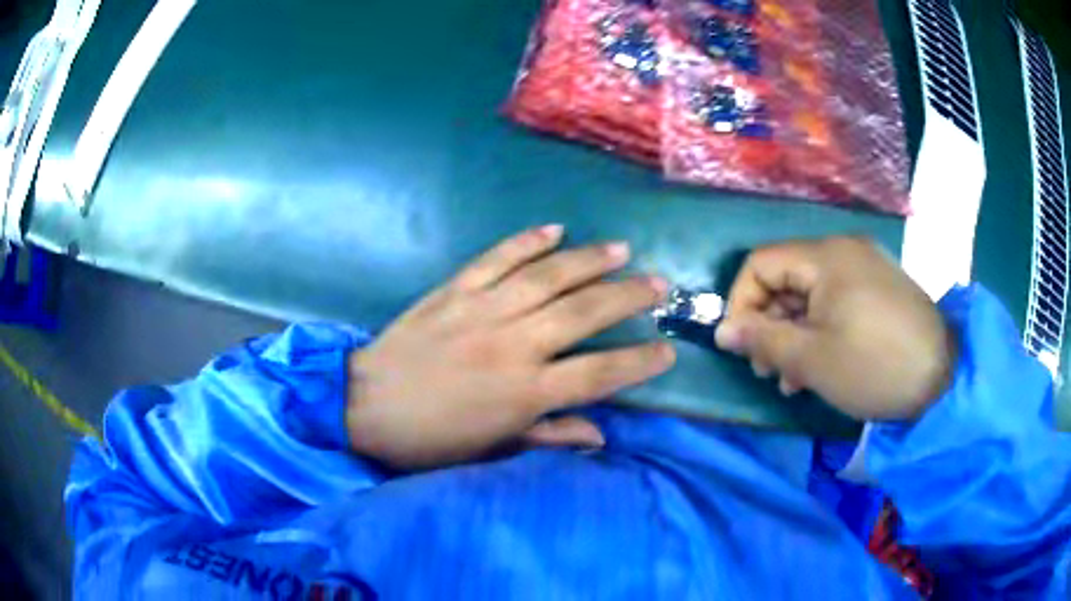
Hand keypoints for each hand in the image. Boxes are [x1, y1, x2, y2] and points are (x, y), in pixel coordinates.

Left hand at [346, 226, 674, 468]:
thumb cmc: (429, 438)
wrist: (365, 404)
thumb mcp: (489, 451)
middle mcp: (513, 345)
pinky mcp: (455, 290)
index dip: (638, 363)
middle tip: (659, 283)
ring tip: (621, 249)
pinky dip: (525, 241)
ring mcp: (483, 311)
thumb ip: (547, 437)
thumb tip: (599, 435)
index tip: (668, 350)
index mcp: (524, 392)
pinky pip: (496, 258)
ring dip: (588, 260)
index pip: (598, 374)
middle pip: (583, 314)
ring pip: (547, 278)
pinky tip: (553, 228)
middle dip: (627, 297)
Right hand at [715, 237, 954, 420]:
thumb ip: (763, 340)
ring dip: (793, 332)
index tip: (741, 344)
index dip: (741, 301)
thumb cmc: (874, 366)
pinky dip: (820, 328)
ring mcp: (865, 267)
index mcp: (826, 257)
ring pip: (811, 293)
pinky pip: (836, 300)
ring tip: (791, 377)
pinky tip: (819, 364)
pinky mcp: (879, 287)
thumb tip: (722, 330)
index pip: (761, 263)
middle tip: (767, 369)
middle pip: (786, 277)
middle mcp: (844, 251)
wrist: (942, 377)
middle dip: (768, 323)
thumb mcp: (812, 359)